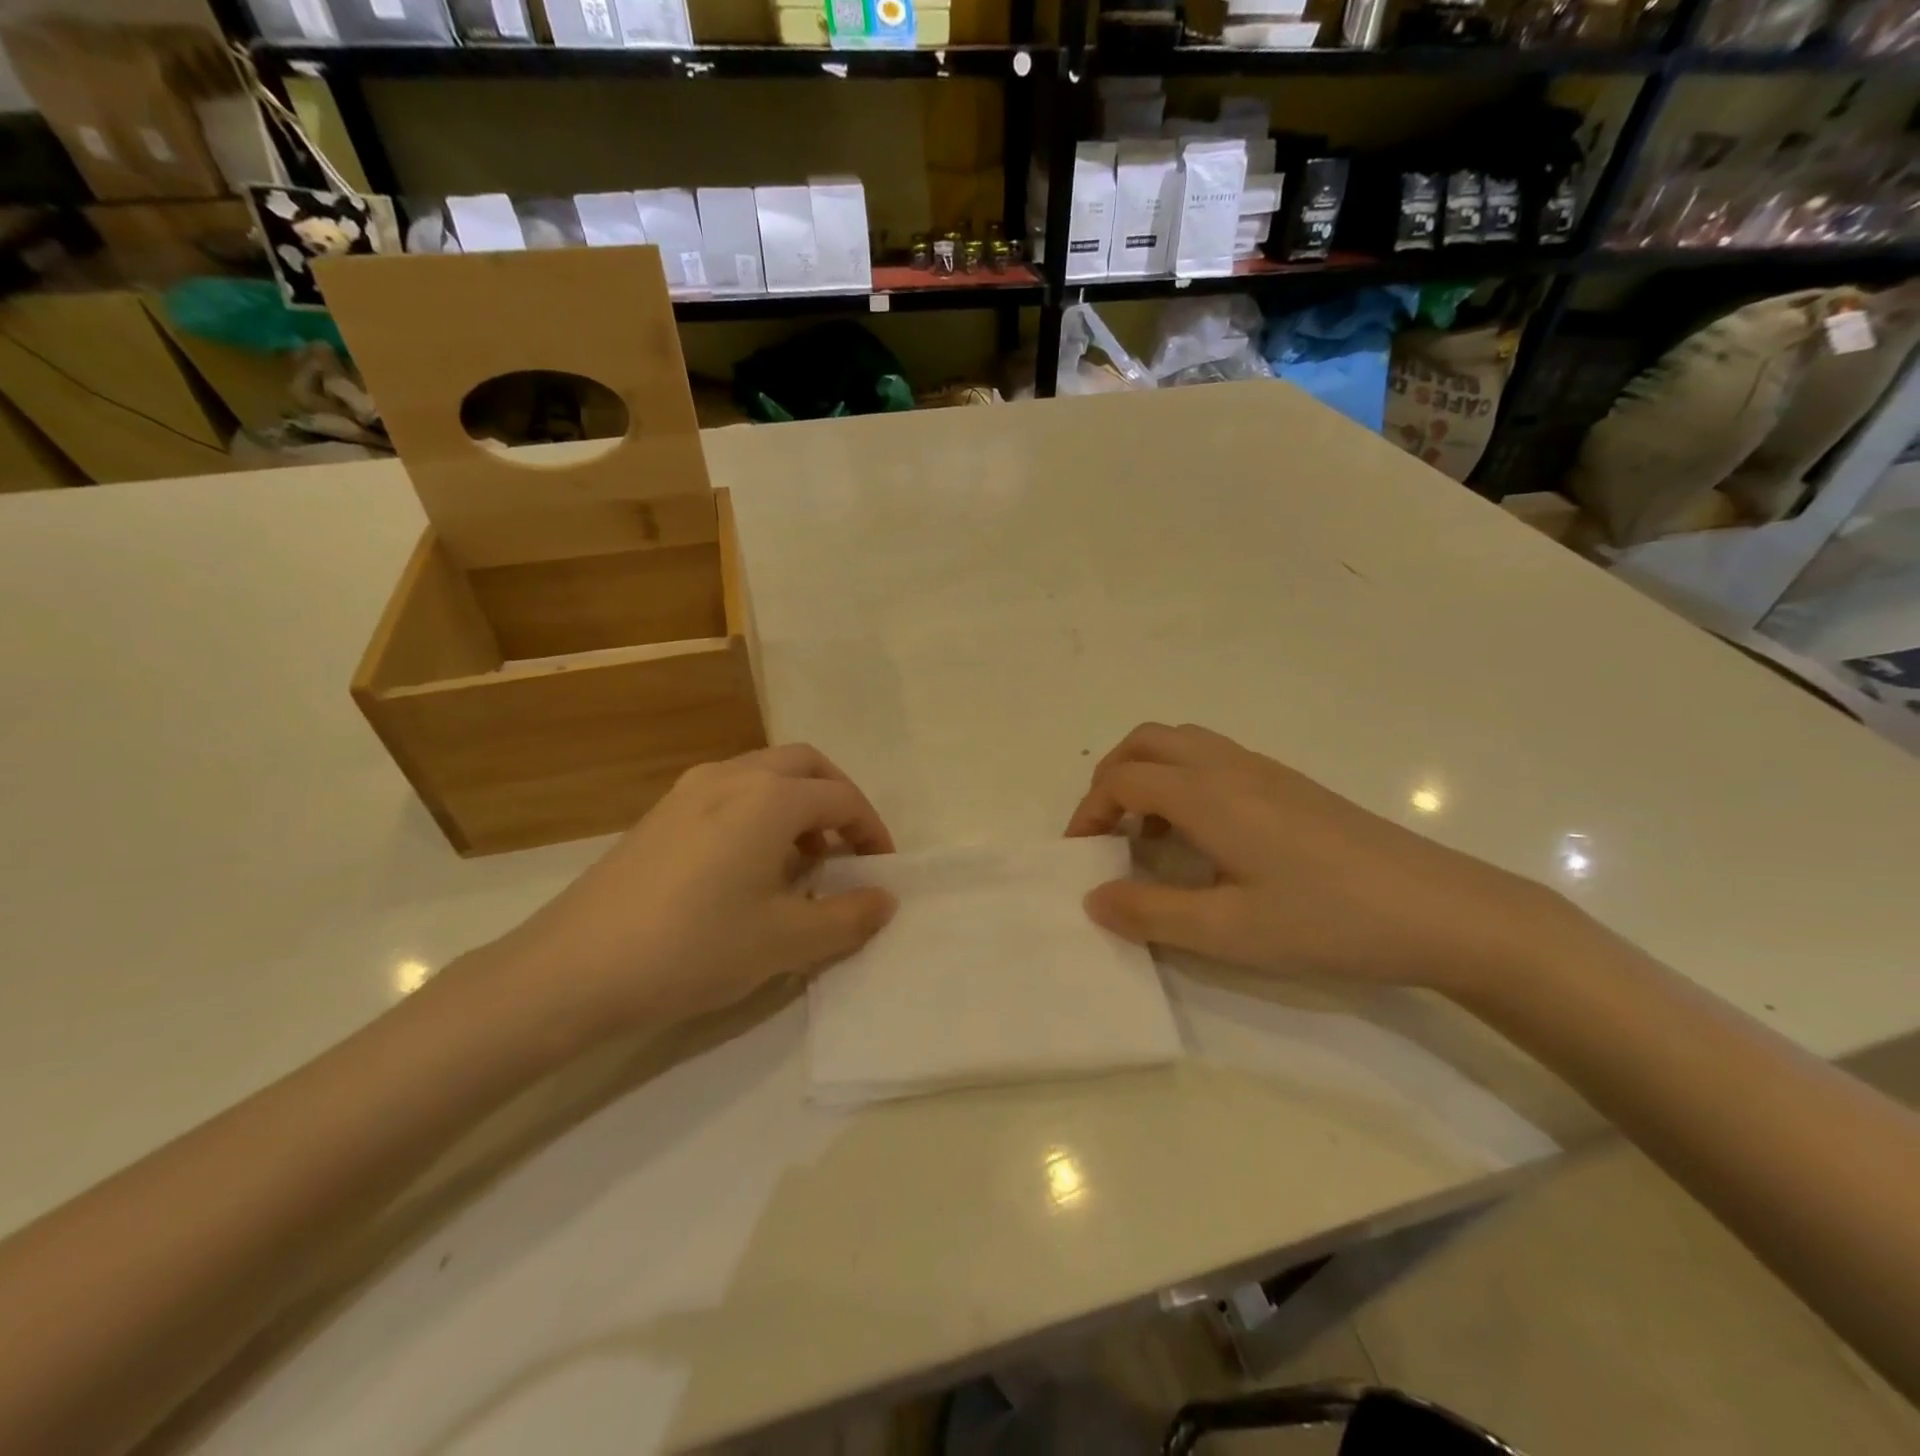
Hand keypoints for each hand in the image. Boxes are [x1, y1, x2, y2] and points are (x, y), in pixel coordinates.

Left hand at [486, 745, 896, 1032]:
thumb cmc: (693, 948)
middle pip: (805, 765)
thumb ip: (847, 917)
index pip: (841, 798)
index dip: (871, 831)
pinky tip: (748, 866)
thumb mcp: (785, 941)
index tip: (881, 870)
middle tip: (848, 847)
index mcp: (770, 798)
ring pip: (764, 774)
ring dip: (797, 803)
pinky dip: (759, 811)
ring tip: (802, 861)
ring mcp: (689, 789)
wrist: (573, 969)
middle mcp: (732, 776)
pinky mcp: (660, 812)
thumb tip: (885, 899)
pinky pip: (729, 792)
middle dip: (837, 799)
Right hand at [1066, 723, 1575, 994]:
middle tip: (1107, 832)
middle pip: (1147, 741)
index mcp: (1208, 794)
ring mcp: (1266, 770)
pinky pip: (1215, 758)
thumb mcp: (1229, 931)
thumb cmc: (1329, 921)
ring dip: (1149, 774)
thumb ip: (1151, 914)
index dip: (1090, 812)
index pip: (1123, 778)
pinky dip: (1184, 780)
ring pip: (1183, 743)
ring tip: (1150, 834)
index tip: (1082, 857)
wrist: (1443, 911)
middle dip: (1112, 778)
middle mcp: (1231, 766)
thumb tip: (1092, 899)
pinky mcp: (1292, 784)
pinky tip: (1204, 837)